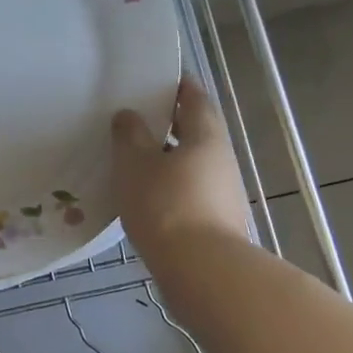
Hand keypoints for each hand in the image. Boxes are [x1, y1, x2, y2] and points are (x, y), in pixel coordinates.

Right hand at [111, 74, 251, 259]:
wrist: (201, 273)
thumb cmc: (166, 205)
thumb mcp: (135, 164)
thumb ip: (130, 136)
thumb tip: (129, 114)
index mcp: (206, 137)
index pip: (195, 99)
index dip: (178, 87)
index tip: (158, 80)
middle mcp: (221, 160)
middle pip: (197, 132)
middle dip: (170, 124)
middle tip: (138, 118)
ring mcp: (223, 194)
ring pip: (193, 164)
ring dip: (168, 158)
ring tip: (134, 158)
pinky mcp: (217, 223)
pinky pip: (190, 192)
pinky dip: (170, 186)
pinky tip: (146, 196)